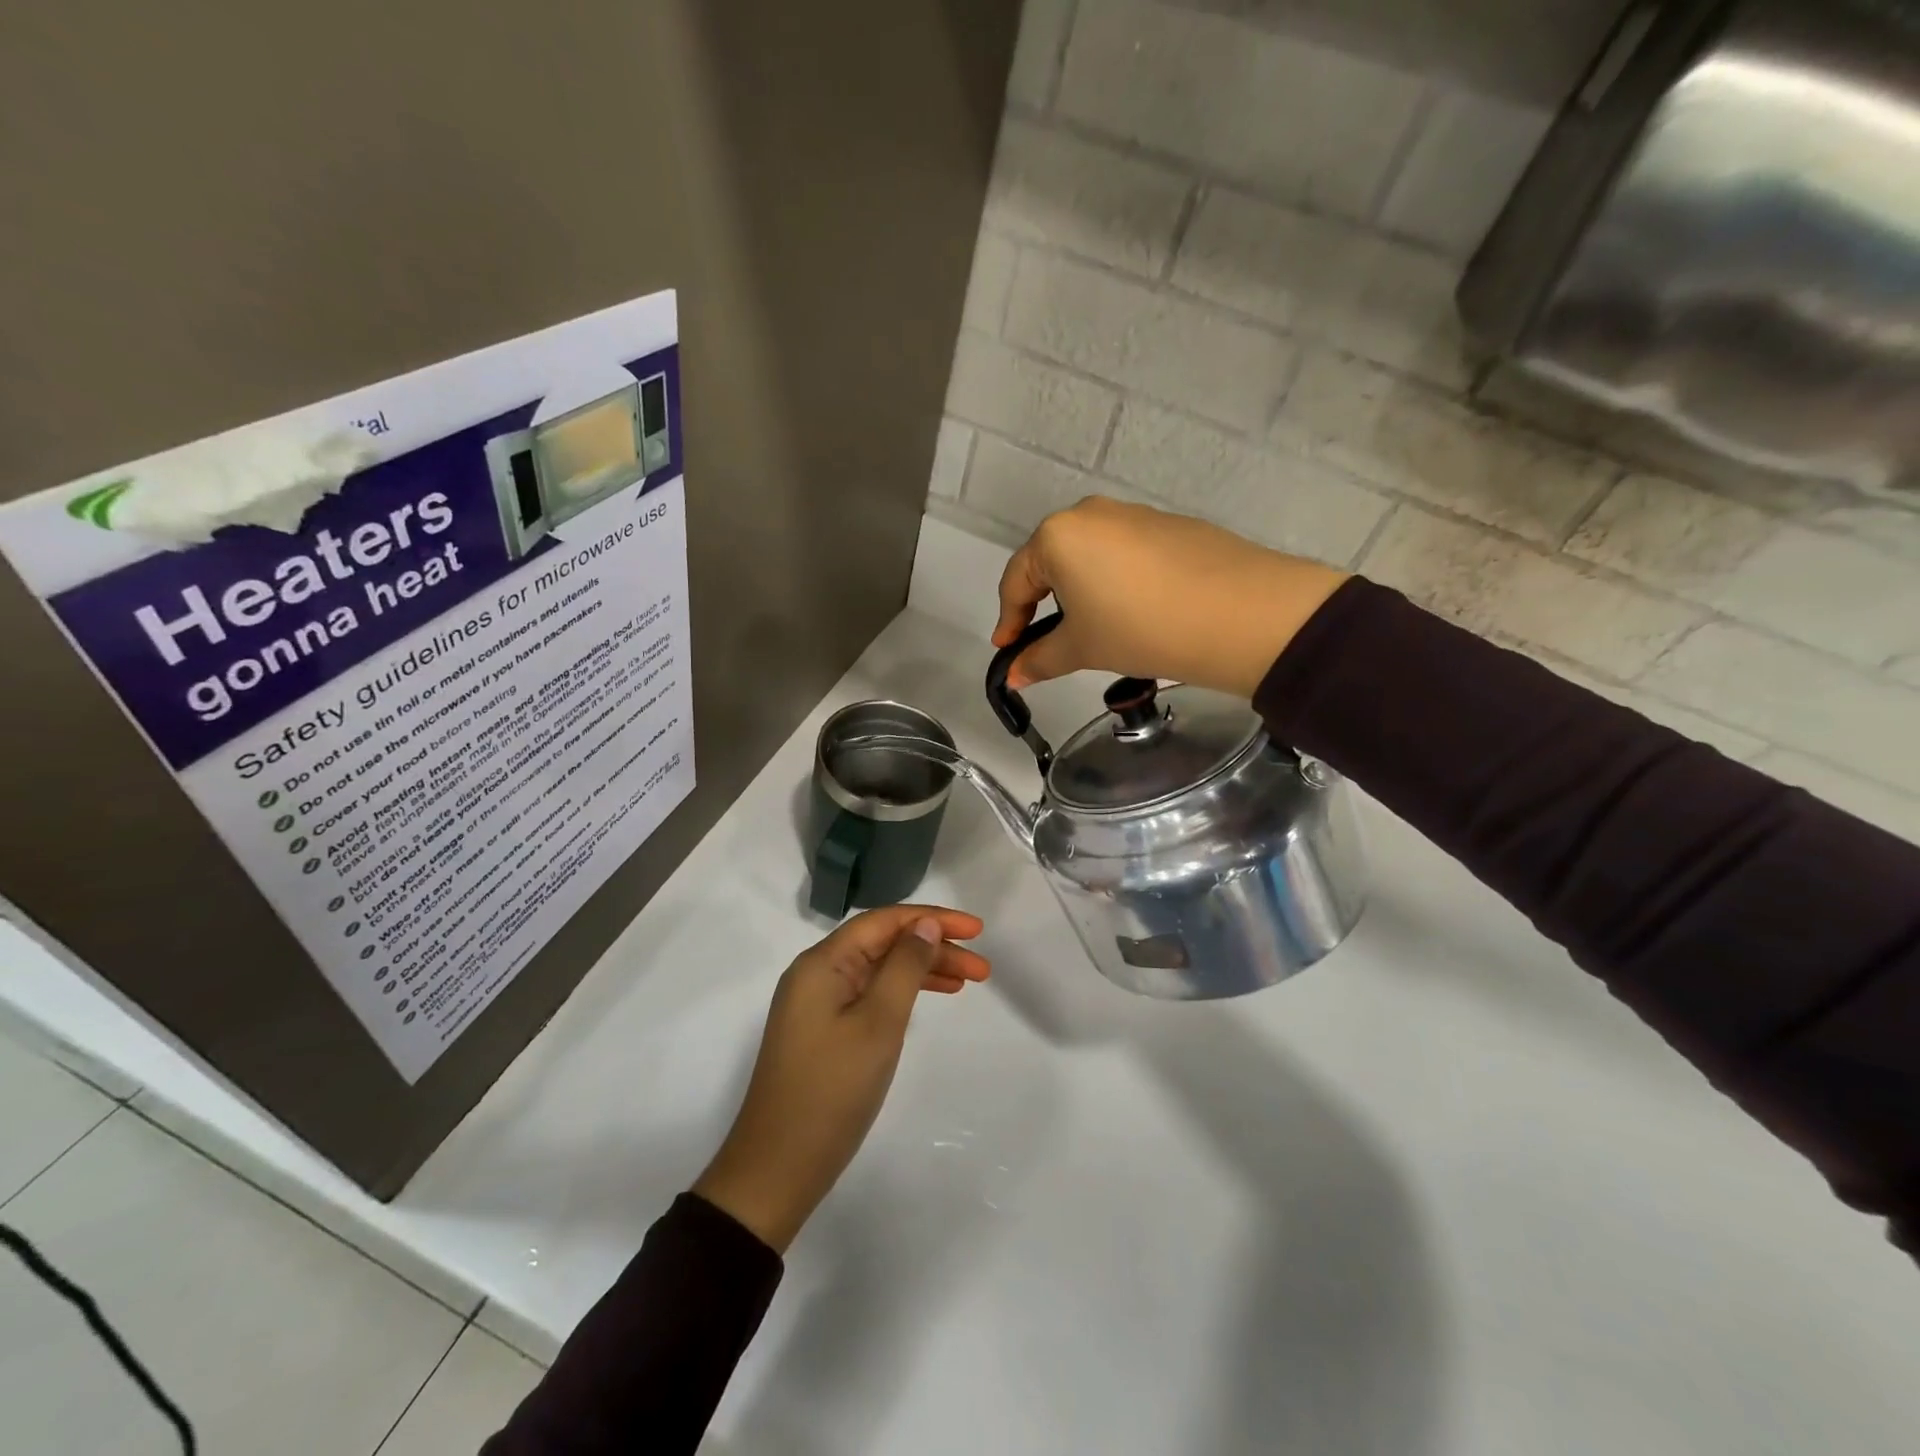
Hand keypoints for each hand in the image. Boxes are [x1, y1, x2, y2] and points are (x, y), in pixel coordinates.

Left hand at [692, 905, 988, 1251]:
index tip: (977, 930)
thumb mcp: (878, 1024)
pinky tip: (931, 1000)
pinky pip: (869, 995)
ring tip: (968, 982)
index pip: (884, 921)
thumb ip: (905, 967)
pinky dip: (902, 994)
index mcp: (822, 962)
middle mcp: (816, 973)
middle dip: (933, 948)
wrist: (776, 1169)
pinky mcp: (822, 1031)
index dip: (932, 918)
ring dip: (923, 971)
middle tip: (982, 968)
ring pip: (879, 971)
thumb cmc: (832, 1090)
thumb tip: (924, 924)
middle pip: (883, 944)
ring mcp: (817, 1004)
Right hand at [993, 497, 1348, 697]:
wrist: (1240, 614)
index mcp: (1058, 536)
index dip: (1009, 620)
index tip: (1008, 651)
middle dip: (1043, 603)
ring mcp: (1134, 515)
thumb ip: (1040, 659)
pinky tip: (1134, 612)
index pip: (1017, 580)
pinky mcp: (1170, 525)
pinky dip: (1115, 582)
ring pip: (1089, 556)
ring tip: (1093, 629)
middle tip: (1047, 640)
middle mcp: (1091, 514)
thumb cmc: (1140, 628)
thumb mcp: (1082, 648)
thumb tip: (1013, 675)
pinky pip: (1125, 554)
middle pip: (1051, 561)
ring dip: (1080, 592)